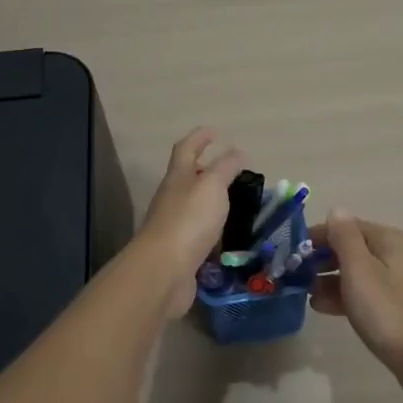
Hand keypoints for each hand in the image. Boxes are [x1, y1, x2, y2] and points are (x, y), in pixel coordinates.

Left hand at [135, 128, 245, 317]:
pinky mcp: (180, 253)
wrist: (163, 271)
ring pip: (195, 208)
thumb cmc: (189, 220)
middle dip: (207, 171)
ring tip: (237, 204)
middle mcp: (172, 199)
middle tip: (232, 171)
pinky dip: (214, 233)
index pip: (186, 149)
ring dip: (212, 204)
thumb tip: (238, 151)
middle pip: (188, 178)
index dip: (199, 138)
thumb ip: (226, 168)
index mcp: (178, 178)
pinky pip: (200, 236)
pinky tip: (229, 239)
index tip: (214, 131)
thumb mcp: (212, 186)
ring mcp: (174, 227)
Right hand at [311, 211, 402, 393]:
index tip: (295, 250)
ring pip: (362, 272)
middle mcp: (402, 254)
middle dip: (325, 259)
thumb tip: (337, 210)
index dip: (321, 235)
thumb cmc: (387, 311)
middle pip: (356, 248)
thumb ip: (344, 237)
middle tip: (298, 275)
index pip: (350, 226)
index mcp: (392, 240)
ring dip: (333, 280)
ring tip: (307, 294)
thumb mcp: (359, 270)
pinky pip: (370, 292)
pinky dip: (349, 295)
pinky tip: (325, 308)